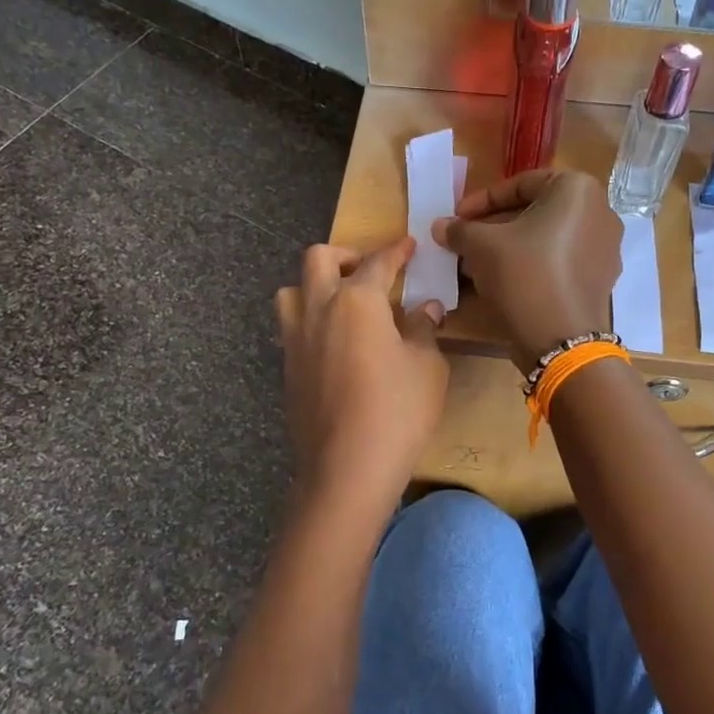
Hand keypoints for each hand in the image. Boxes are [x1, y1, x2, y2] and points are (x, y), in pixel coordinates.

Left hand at [274, 238, 447, 509]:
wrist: (346, 468)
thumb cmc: (397, 411)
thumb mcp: (426, 366)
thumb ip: (423, 329)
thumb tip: (425, 308)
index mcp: (356, 300)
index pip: (378, 262)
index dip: (397, 251)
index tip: (408, 245)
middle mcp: (318, 309)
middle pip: (319, 259)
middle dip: (346, 255)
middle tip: (370, 271)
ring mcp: (296, 340)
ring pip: (292, 291)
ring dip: (315, 285)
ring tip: (342, 304)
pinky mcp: (287, 369)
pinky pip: (292, 327)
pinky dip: (310, 320)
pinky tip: (334, 343)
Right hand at [433, 170, 621, 371]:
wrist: (561, 340)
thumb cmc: (523, 275)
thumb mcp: (482, 246)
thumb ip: (460, 230)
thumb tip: (441, 226)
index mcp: (577, 190)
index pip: (521, 184)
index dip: (482, 200)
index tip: (457, 216)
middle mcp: (600, 212)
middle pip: (535, 211)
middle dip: (495, 226)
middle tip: (465, 240)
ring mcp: (605, 248)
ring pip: (546, 238)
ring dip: (510, 247)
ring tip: (476, 263)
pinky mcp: (601, 279)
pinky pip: (560, 261)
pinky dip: (532, 265)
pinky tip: (503, 281)